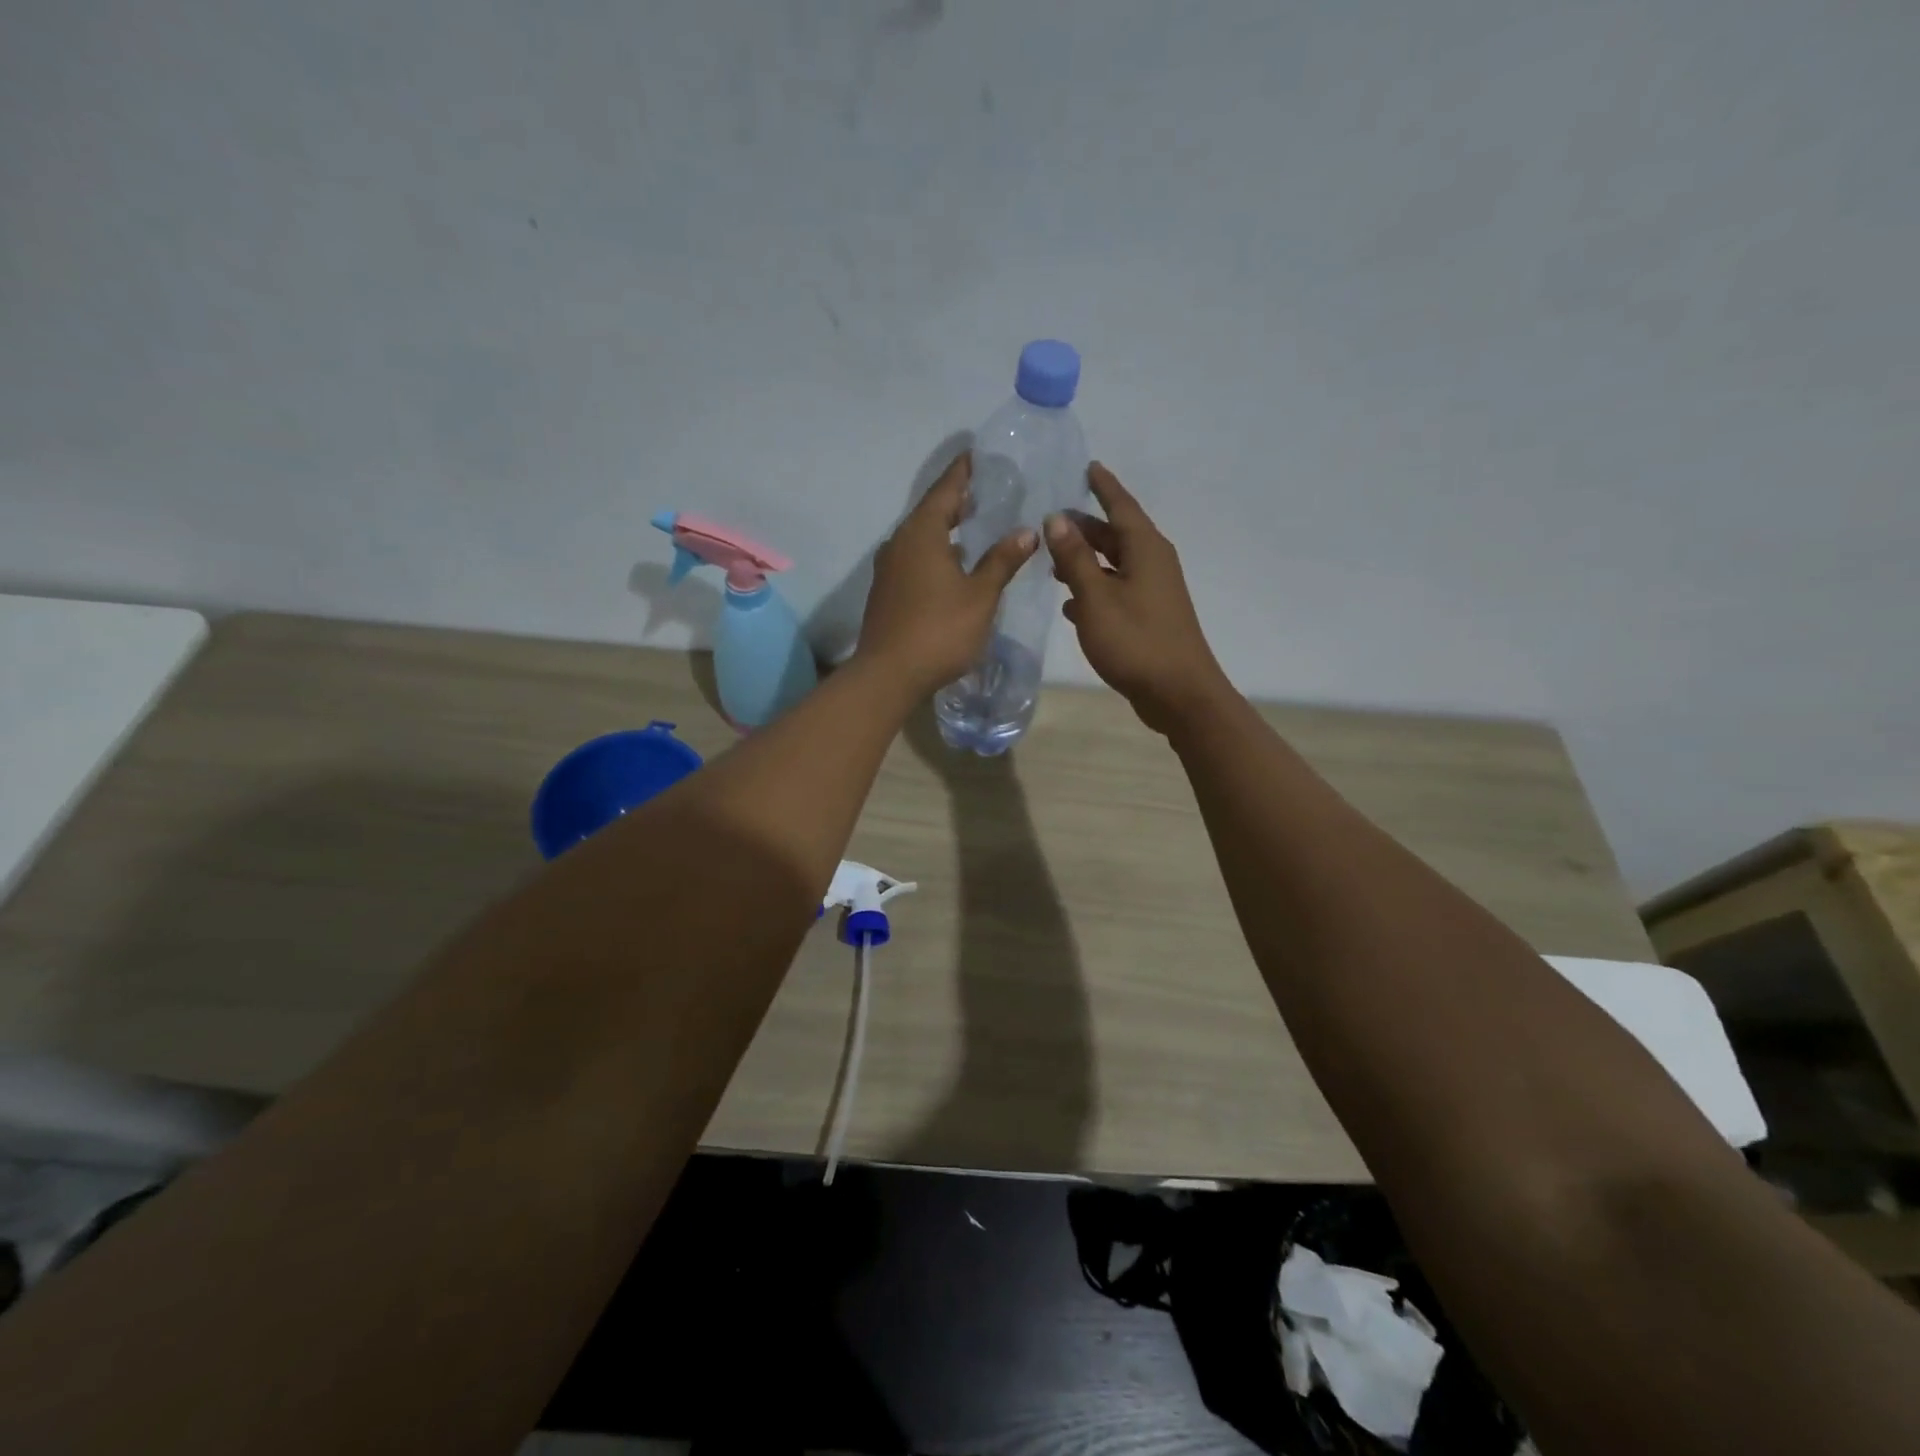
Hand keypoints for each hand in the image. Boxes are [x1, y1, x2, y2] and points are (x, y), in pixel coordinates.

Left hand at [859, 452, 1037, 695]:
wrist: (888, 674)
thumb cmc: (939, 630)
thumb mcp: (980, 596)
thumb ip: (1002, 561)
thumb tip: (1026, 530)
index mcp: (922, 533)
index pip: (945, 490)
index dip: (963, 472)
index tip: (977, 455)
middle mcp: (900, 543)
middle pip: (930, 511)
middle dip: (957, 501)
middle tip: (985, 491)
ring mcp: (889, 568)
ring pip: (921, 537)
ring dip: (946, 530)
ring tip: (975, 527)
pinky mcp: (887, 591)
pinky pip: (915, 558)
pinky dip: (936, 552)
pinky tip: (954, 565)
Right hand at [1047, 462, 1230, 734]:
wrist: (1177, 693)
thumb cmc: (1135, 640)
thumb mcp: (1096, 597)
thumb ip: (1075, 558)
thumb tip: (1056, 518)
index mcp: (1145, 549)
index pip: (1122, 506)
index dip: (1103, 486)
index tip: (1088, 467)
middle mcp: (1153, 563)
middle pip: (1116, 535)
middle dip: (1085, 528)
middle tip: (1052, 522)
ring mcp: (1153, 592)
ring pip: (1114, 565)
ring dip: (1086, 561)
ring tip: (1053, 563)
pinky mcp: (1149, 617)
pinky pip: (1117, 591)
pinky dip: (1095, 591)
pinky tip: (1071, 605)